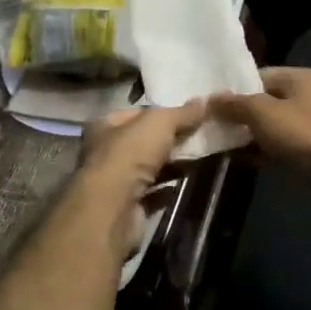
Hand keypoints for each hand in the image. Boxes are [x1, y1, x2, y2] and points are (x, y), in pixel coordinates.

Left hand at [76, 99, 207, 204]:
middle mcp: (105, 151)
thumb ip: (183, 113)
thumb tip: (205, 100)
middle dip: (170, 140)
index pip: (137, 113)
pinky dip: (169, 188)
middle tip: (200, 137)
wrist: (114, 208)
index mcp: (105, 125)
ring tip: (200, 159)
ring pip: (149, 168)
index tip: (190, 115)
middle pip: (144, 141)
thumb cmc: (130, 154)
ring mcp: (115, 181)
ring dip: (171, 165)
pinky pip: (153, 193)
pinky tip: (188, 182)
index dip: (163, 112)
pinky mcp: (127, 207)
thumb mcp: (160, 122)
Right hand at [209, 67, 310, 178]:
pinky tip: (250, 160)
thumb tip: (211, 99)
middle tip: (224, 127)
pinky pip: (290, 143)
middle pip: (272, 100)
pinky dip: (271, 149)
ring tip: (232, 146)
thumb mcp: (260, 113)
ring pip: (281, 124)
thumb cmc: (297, 132)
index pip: (263, 75)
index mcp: (305, 77)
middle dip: (247, 115)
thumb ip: (235, 104)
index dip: (238, 89)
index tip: (219, 105)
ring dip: (257, 134)